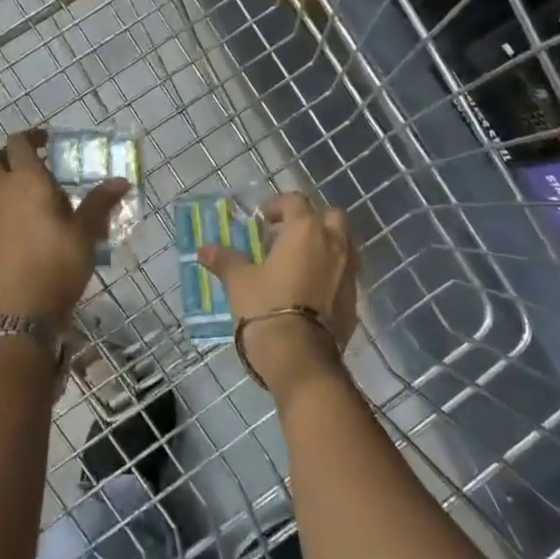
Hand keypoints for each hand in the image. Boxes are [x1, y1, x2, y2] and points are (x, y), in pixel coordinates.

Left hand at [0, 128, 129, 324]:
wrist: (26, 307)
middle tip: (28, 165)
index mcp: (26, 180)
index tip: (47, 142)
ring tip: (25, 193)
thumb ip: (100, 202)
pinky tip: (20, 222)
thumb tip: (121, 181)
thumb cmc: (60, 261)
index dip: (31, 137)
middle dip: (3, 155)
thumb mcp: (86, 231)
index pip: (18, 143)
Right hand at [199, 192, 358, 399]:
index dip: (279, 204)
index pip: (296, 201)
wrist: (301, 357)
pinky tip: (312, 289)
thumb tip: (205, 249)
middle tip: (289, 234)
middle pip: (331, 216)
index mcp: (305, 231)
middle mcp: (333, 244)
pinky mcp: (354, 299)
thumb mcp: (240, 282)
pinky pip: (346, 274)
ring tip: (302, 260)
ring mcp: (349, 272)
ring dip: (327, 244)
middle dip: (312, 219)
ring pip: (345, 244)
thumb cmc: (266, 308)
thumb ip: (226, 260)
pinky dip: (332, 272)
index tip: (264, 218)